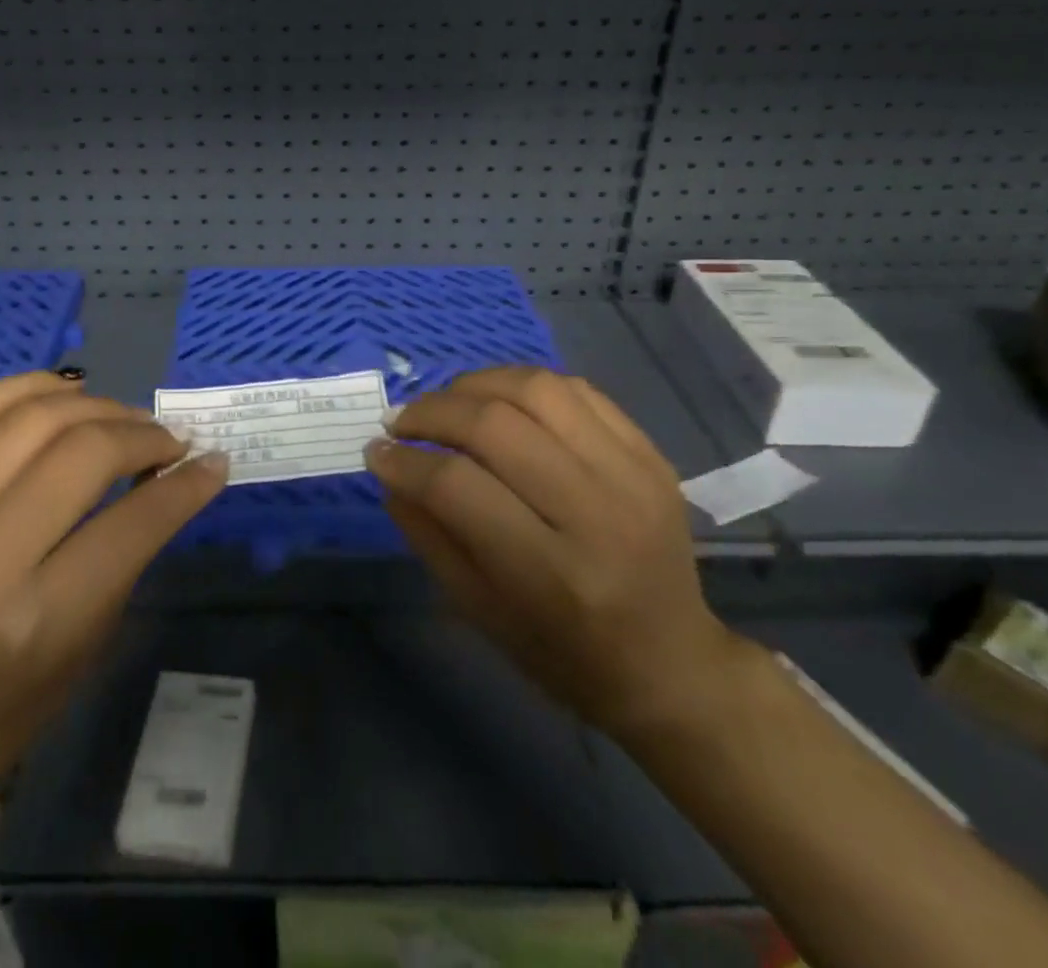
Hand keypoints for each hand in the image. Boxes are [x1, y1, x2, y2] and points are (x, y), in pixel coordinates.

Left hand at [0, 372, 228, 797]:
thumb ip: (135, 542)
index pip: (130, 524)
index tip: (212, 460)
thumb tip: (186, 468)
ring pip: (31, 418)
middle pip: (81, 453)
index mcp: (36, 617)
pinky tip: (66, 393)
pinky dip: (29, 387)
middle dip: (141, 435)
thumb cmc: (18, 697)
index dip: (185, 485)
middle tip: (169, 442)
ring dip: (94, 405)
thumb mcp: (94, 631)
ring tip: (124, 419)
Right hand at [365, 367, 742, 740]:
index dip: (404, 462)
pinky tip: (498, 401)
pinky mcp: (650, 454)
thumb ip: (428, 535)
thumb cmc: (564, 654)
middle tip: (401, 422)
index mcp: (552, 574)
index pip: (458, 486)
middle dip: (431, 413)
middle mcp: (598, 514)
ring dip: (474, 385)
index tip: (375, 452)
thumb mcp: (479, 612)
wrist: (671, 663)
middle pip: (495, 426)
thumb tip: (390, 468)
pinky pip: (576, 389)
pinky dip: (522, 384)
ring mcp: (632, 475)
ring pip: (536, 390)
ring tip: (447, 404)